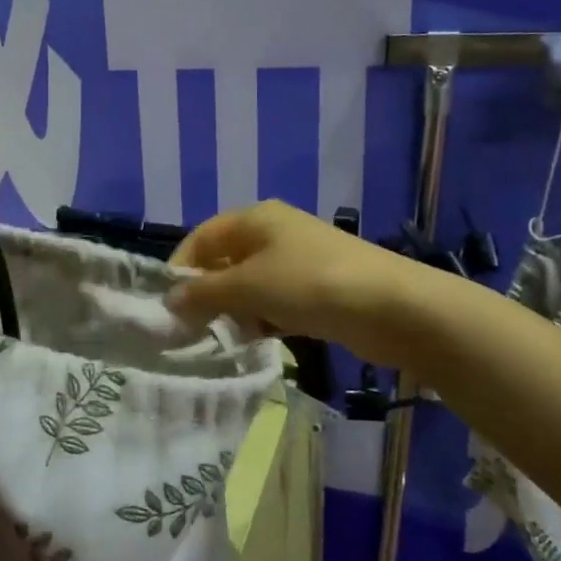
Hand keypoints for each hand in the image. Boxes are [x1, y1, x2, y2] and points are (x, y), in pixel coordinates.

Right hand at [168, 199, 423, 366]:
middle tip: (193, 328)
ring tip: (226, 338)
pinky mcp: (317, 290)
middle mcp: (274, 233)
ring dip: (236, 311)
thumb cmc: (308, 284)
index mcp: (254, 219)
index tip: (169, 306)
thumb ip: (204, 293)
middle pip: (225, 262)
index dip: (181, 268)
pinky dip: (263, 320)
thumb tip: (170, 300)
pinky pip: (276, 303)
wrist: (391, 307)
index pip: (202, 238)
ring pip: (250, 286)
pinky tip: (259, 342)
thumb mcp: (247, 286)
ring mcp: (298, 262)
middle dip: (208, 294)